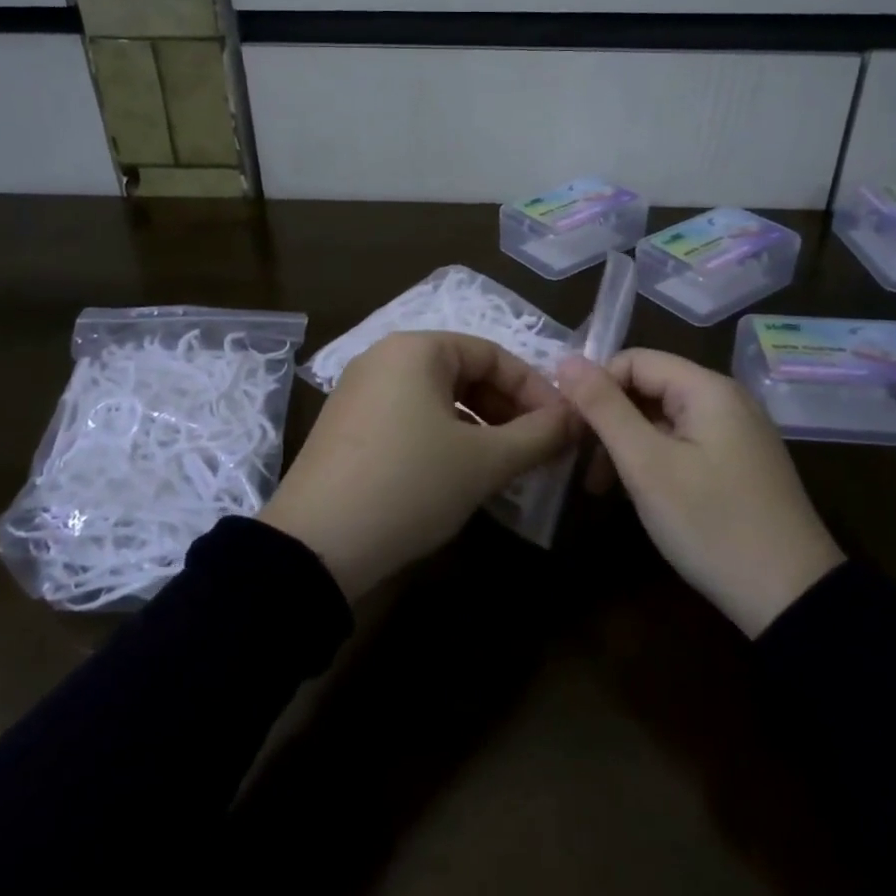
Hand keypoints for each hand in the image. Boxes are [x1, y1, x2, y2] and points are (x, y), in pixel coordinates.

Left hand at [260, 331, 574, 600]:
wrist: (315, 546)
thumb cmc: (410, 485)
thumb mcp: (484, 461)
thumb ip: (540, 435)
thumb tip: (580, 419)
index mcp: (416, 349)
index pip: (493, 354)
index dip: (535, 389)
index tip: (564, 427)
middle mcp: (384, 358)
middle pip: (465, 373)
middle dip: (508, 409)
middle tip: (539, 448)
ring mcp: (360, 392)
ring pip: (438, 398)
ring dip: (480, 427)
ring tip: (506, 465)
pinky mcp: (348, 427)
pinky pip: (411, 418)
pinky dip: (445, 437)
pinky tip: (461, 473)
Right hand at [557, 349, 843, 636]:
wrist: (793, 599)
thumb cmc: (711, 523)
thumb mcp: (646, 465)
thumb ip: (604, 408)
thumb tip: (566, 360)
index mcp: (707, 388)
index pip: (634, 360)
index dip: (596, 387)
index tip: (571, 429)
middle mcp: (726, 400)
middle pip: (649, 387)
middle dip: (609, 420)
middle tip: (582, 465)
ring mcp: (737, 433)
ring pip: (663, 418)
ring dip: (627, 444)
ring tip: (604, 488)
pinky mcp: (740, 463)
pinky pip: (684, 442)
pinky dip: (654, 460)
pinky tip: (641, 495)